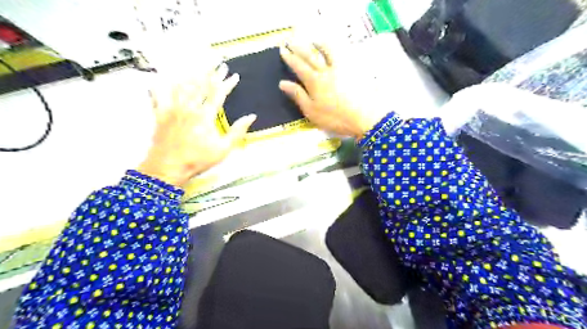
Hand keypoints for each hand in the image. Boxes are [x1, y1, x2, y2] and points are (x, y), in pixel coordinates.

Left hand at [139, 64, 256, 187]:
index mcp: (205, 115)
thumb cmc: (198, 160)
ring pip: (182, 85)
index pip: (218, 93)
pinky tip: (160, 78)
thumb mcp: (224, 149)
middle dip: (211, 71)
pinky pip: (158, 95)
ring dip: (191, 73)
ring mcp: (172, 109)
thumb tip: (251, 116)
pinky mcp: (160, 114)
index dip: (227, 83)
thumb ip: (238, 131)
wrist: (168, 168)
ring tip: (197, 65)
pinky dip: (160, 86)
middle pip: (200, 84)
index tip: (234, 75)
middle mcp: (188, 107)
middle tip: (217, 61)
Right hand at [279, 42, 388, 137]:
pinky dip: (337, 50)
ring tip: (314, 40)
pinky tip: (337, 50)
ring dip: (320, 44)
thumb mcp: (312, 111)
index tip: (283, 50)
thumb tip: (282, 83)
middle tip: (292, 40)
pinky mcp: (355, 70)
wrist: (365, 116)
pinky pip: (344, 55)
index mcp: (314, 81)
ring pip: (329, 51)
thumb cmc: (335, 117)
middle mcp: (327, 71)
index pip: (299, 66)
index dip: (290, 58)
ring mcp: (342, 69)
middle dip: (300, 47)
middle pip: (311, 56)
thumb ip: (298, 96)